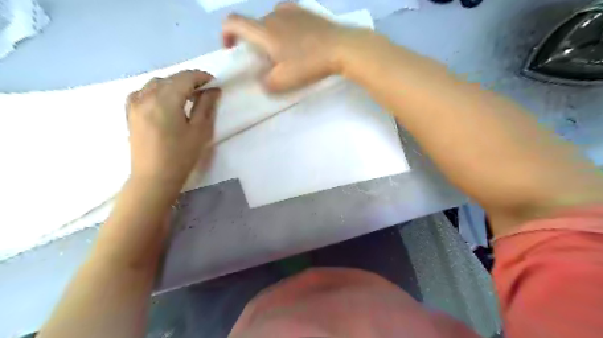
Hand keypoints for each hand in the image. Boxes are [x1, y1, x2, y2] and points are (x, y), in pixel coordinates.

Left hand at [126, 70, 220, 187]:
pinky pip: (142, 92)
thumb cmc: (181, 156)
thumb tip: (213, 89)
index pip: (185, 78)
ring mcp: (134, 104)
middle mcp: (146, 96)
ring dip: (173, 84)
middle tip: (204, 92)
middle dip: (189, 81)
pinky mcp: (129, 113)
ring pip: (155, 83)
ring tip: (186, 97)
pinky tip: (164, 101)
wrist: (154, 178)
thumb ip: (206, 106)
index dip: (201, 77)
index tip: (214, 83)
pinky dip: (156, 91)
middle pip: (170, 79)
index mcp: (165, 100)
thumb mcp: (200, 131)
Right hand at [220, 3, 354, 91]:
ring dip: (269, 36)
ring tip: (284, 53)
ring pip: (271, 22)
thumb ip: (266, 83)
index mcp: (264, 30)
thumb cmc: (309, 64)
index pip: (233, 22)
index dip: (225, 34)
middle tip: (266, 62)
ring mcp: (291, 10)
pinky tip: (297, 42)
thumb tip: (262, 80)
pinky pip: (286, 18)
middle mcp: (273, 15)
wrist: (342, 48)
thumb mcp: (283, 82)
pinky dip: (284, 29)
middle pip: (254, 25)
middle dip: (253, 43)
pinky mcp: (306, 11)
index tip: (231, 49)